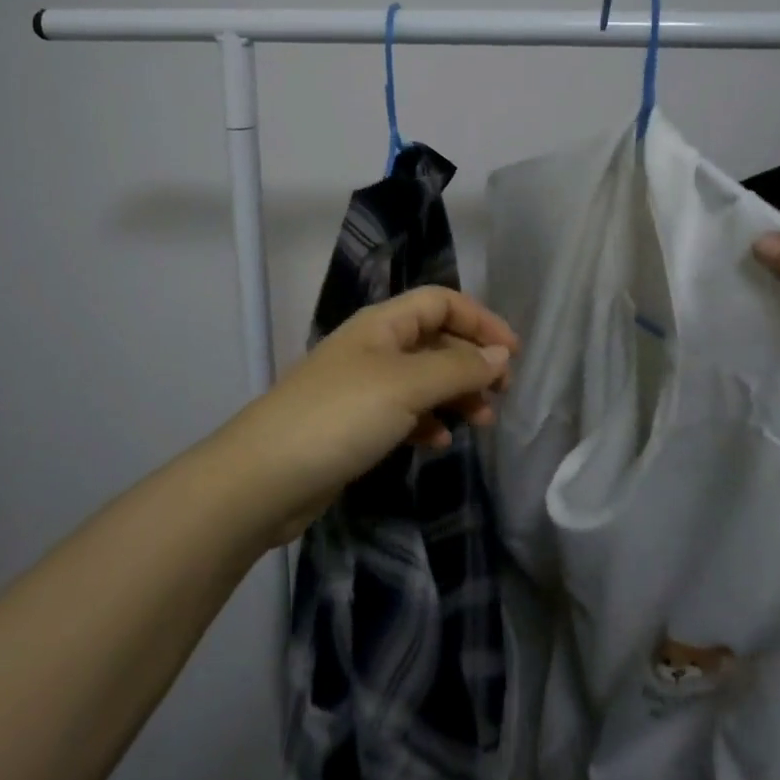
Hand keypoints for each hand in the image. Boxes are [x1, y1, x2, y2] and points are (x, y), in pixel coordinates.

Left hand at [213, 287, 517, 543]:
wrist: (266, 477)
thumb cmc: (340, 416)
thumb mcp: (406, 385)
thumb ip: (458, 368)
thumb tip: (500, 355)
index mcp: (382, 324)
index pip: (440, 302)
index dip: (479, 320)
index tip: (512, 353)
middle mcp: (374, 347)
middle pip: (435, 339)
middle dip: (471, 361)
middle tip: (502, 393)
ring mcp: (362, 387)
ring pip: (422, 379)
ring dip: (455, 394)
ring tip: (482, 421)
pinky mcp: (355, 424)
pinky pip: (404, 412)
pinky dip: (428, 421)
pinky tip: (440, 441)